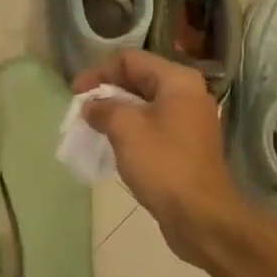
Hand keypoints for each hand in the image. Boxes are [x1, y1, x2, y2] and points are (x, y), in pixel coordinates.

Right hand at [72, 50, 246, 267]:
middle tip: (81, 111)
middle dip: (106, 92)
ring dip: (116, 113)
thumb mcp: (126, 129)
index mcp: (177, 81)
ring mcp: (189, 121)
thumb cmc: (163, 165)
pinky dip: (130, 130)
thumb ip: (104, 108)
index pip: (130, 60)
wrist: (201, 216)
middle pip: (138, 79)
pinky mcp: (186, 146)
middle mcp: (187, 94)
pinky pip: (152, 126)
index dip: (99, 72)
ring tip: (91, 128)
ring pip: (144, 105)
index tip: (75, 94)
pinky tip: (112, 145)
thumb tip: (92, 106)